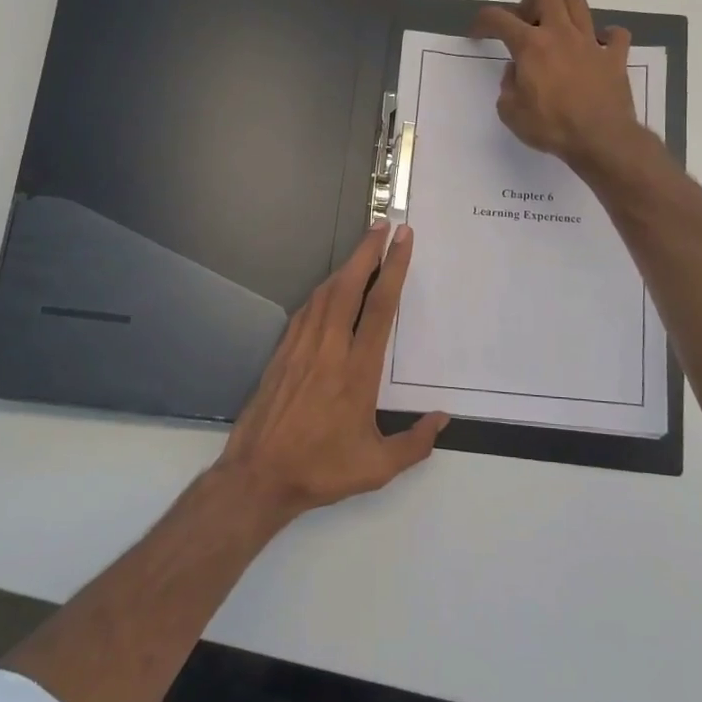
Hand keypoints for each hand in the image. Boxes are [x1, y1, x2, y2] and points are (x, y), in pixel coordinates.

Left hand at [217, 223, 448, 518]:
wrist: (258, 476)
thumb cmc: (321, 469)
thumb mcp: (377, 467)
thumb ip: (415, 443)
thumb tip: (443, 420)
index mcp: (356, 370)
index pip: (380, 307)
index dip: (394, 269)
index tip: (403, 240)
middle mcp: (329, 349)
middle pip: (349, 286)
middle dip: (368, 251)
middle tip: (383, 225)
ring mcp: (301, 347)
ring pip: (325, 293)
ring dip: (346, 266)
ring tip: (363, 248)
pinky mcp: (282, 353)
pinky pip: (306, 310)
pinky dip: (322, 290)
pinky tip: (329, 287)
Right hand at [473, 0, 646, 173]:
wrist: (600, 139)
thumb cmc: (551, 127)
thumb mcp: (511, 113)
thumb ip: (508, 86)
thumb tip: (516, 72)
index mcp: (531, 46)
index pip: (500, 18)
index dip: (484, 20)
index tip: (478, 31)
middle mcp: (561, 34)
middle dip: (531, 4)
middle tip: (526, 27)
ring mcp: (591, 43)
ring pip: (578, 5)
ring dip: (565, 13)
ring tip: (559, 34)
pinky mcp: (616, 58)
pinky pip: (616, 34)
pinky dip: (607, 37)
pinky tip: (598, 49)